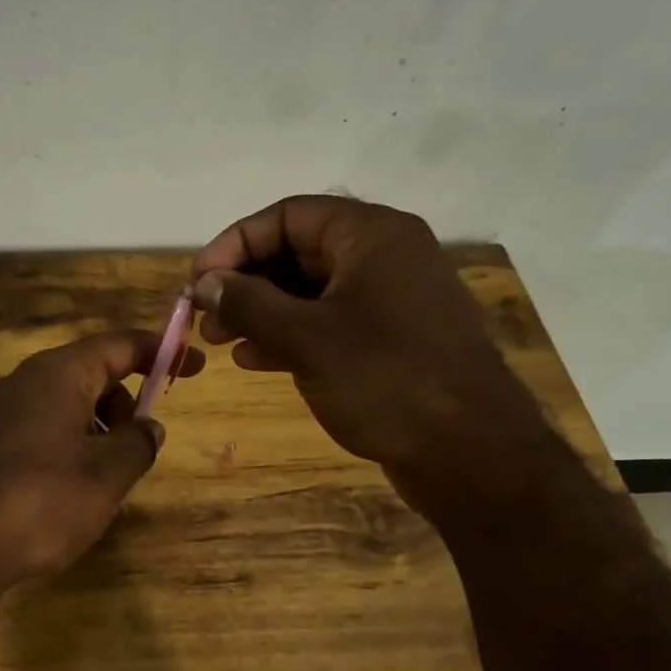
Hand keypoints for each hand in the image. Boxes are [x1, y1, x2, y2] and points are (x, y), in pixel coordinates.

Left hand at [0, 329, 204, 594]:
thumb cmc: (42, 500)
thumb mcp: (108, 474)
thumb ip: (138, 443)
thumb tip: (147, 428)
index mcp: (58, 374)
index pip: (119, 345)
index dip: (161, 352)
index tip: (194, 366)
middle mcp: (24, 381)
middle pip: (90, 374)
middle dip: (124, 402)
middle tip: (138, 448)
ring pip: (63, 405)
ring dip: (96, 430)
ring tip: (104, 481)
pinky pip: (39, 430)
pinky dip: (66, 447)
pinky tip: (67, 493)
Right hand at [189, 195, 552, 510]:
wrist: (472, 454)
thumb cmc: (386, 380)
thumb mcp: (306, 338)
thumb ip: (248, 303)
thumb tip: (204, 283)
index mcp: (372, 236)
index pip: (288, 216)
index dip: (235, 243)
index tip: (199, 281)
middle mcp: (384, 256)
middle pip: (297, 251)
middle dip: (245, 282)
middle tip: (205, 316)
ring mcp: (389, 300)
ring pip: (309, 291)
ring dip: (261, 311)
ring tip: (220, 341)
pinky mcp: (390, 339)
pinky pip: (328, 322)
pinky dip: (289, 335)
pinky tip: (254, 359)